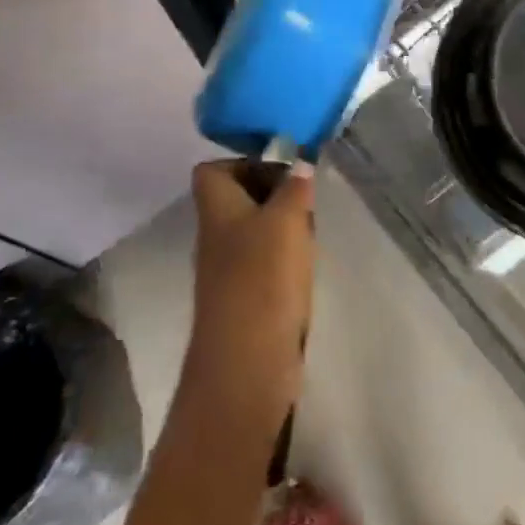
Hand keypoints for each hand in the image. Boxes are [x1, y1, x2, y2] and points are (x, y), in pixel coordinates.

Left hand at [184, 160, 316, 413]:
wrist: (247, 362)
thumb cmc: (262, 278)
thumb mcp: (285, 220)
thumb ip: (294, 188)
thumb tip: (299, 162)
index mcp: (216, 209)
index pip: (212, 170)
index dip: (243, 162)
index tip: (282, 168)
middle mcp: (216, 235)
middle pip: (238, 199)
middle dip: (274, 193)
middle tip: (306, 198)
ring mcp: (228, 269)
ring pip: (254, 230)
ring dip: (283, 226)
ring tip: (312, 230)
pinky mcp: (245, 298)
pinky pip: (264, 263)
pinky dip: (285, 258)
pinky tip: (307, 264)